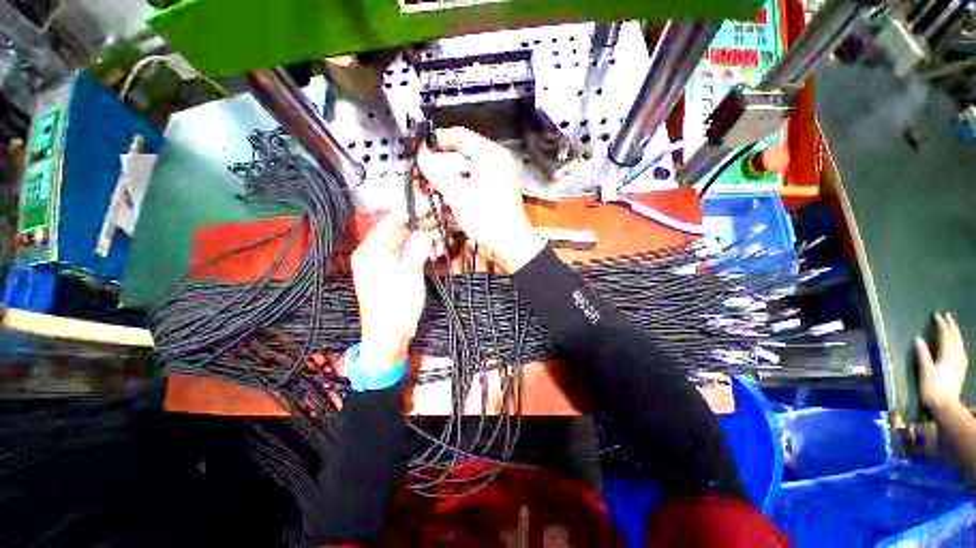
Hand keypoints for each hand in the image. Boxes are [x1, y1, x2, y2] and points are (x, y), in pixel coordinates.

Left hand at [352, 213, 433, 368]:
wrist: (389, 336)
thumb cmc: (395, 307)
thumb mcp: (410, 275)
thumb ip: (418, 250)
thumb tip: (425, 233)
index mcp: (370, 252)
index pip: (389, 224)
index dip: (408, 213)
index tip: (425, 206)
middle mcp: (373, 255)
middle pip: (397, 233)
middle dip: (418, 228)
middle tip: (437, 223)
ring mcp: (382, 265)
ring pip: (403, 245)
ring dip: (420, 242)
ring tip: (438, 240)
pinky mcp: (391, 274)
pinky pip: (405, 257)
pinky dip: (418, 254)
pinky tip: (431, 252)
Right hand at [417, 127, 544, 272]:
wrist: (506, 244)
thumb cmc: (488, 218)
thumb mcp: (457, 191)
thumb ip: (437, 171)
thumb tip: (422, 157)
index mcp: (491, 155)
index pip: (460, 136)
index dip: (438, 141)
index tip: (421, 149)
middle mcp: (495, 165)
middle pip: (461, 156)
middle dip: (440, 165)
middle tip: (423, 172)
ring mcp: (494, 181)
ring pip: (464, 173)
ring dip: (447, 179)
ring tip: (432, 186)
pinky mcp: (491, 196)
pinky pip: (470, 186)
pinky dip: (458, 190)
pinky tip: (448, 198)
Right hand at [916, 312, 968, 414]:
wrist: (946, 406)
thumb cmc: (933, 388)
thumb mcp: (925, 372)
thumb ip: (923, 355)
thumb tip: (919, 339)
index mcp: (947, 354)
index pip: (945, 335)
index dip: (941, 325)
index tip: (936, 316)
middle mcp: (956, 355)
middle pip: (956, 337)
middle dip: (951, 326)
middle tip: (946, 316)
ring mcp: (960, 362)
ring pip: (960, 343)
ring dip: (956, 333)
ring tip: (952, 326)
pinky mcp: (961, 368)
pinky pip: (962, 350)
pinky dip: (959, 343)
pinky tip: (958, 344)